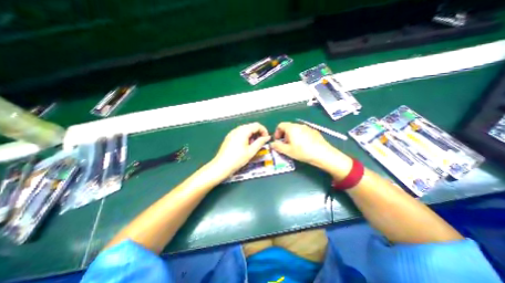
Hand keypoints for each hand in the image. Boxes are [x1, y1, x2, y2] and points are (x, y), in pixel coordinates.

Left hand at [210, 122, 269, 175]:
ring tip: (253, 146)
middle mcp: (237, 129)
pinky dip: (246, 137)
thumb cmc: (237, 159)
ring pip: (245, 130)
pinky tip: (245, 146)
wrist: (221, 166)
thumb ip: (260, 142)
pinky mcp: (229, 137)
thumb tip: (267, 137)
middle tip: (260, 143)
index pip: (257, 125)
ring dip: (252, 135)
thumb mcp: (251, 151)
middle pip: (251, 126)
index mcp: (243, 130)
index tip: (266, 139)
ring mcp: (232, 133)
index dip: (264, 131)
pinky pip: (240, 133)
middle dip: (258, 133)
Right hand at [268, 122, 351, 175]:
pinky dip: (300, 137)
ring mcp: (308, 128)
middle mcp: (299, 125)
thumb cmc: (302, 151)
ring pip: (296, 130)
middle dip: (284, 136)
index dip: (277, 133)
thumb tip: (272, 144)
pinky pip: (303, 132)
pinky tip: (304, 146)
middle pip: (288, 128)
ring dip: (292, 136)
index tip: (277, 141)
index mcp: (291, 128)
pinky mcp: (314, 132)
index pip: (280, 125)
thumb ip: (277, 146)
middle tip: (285, 145)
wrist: (323, 154)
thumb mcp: (287, 151)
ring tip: (294, 146)